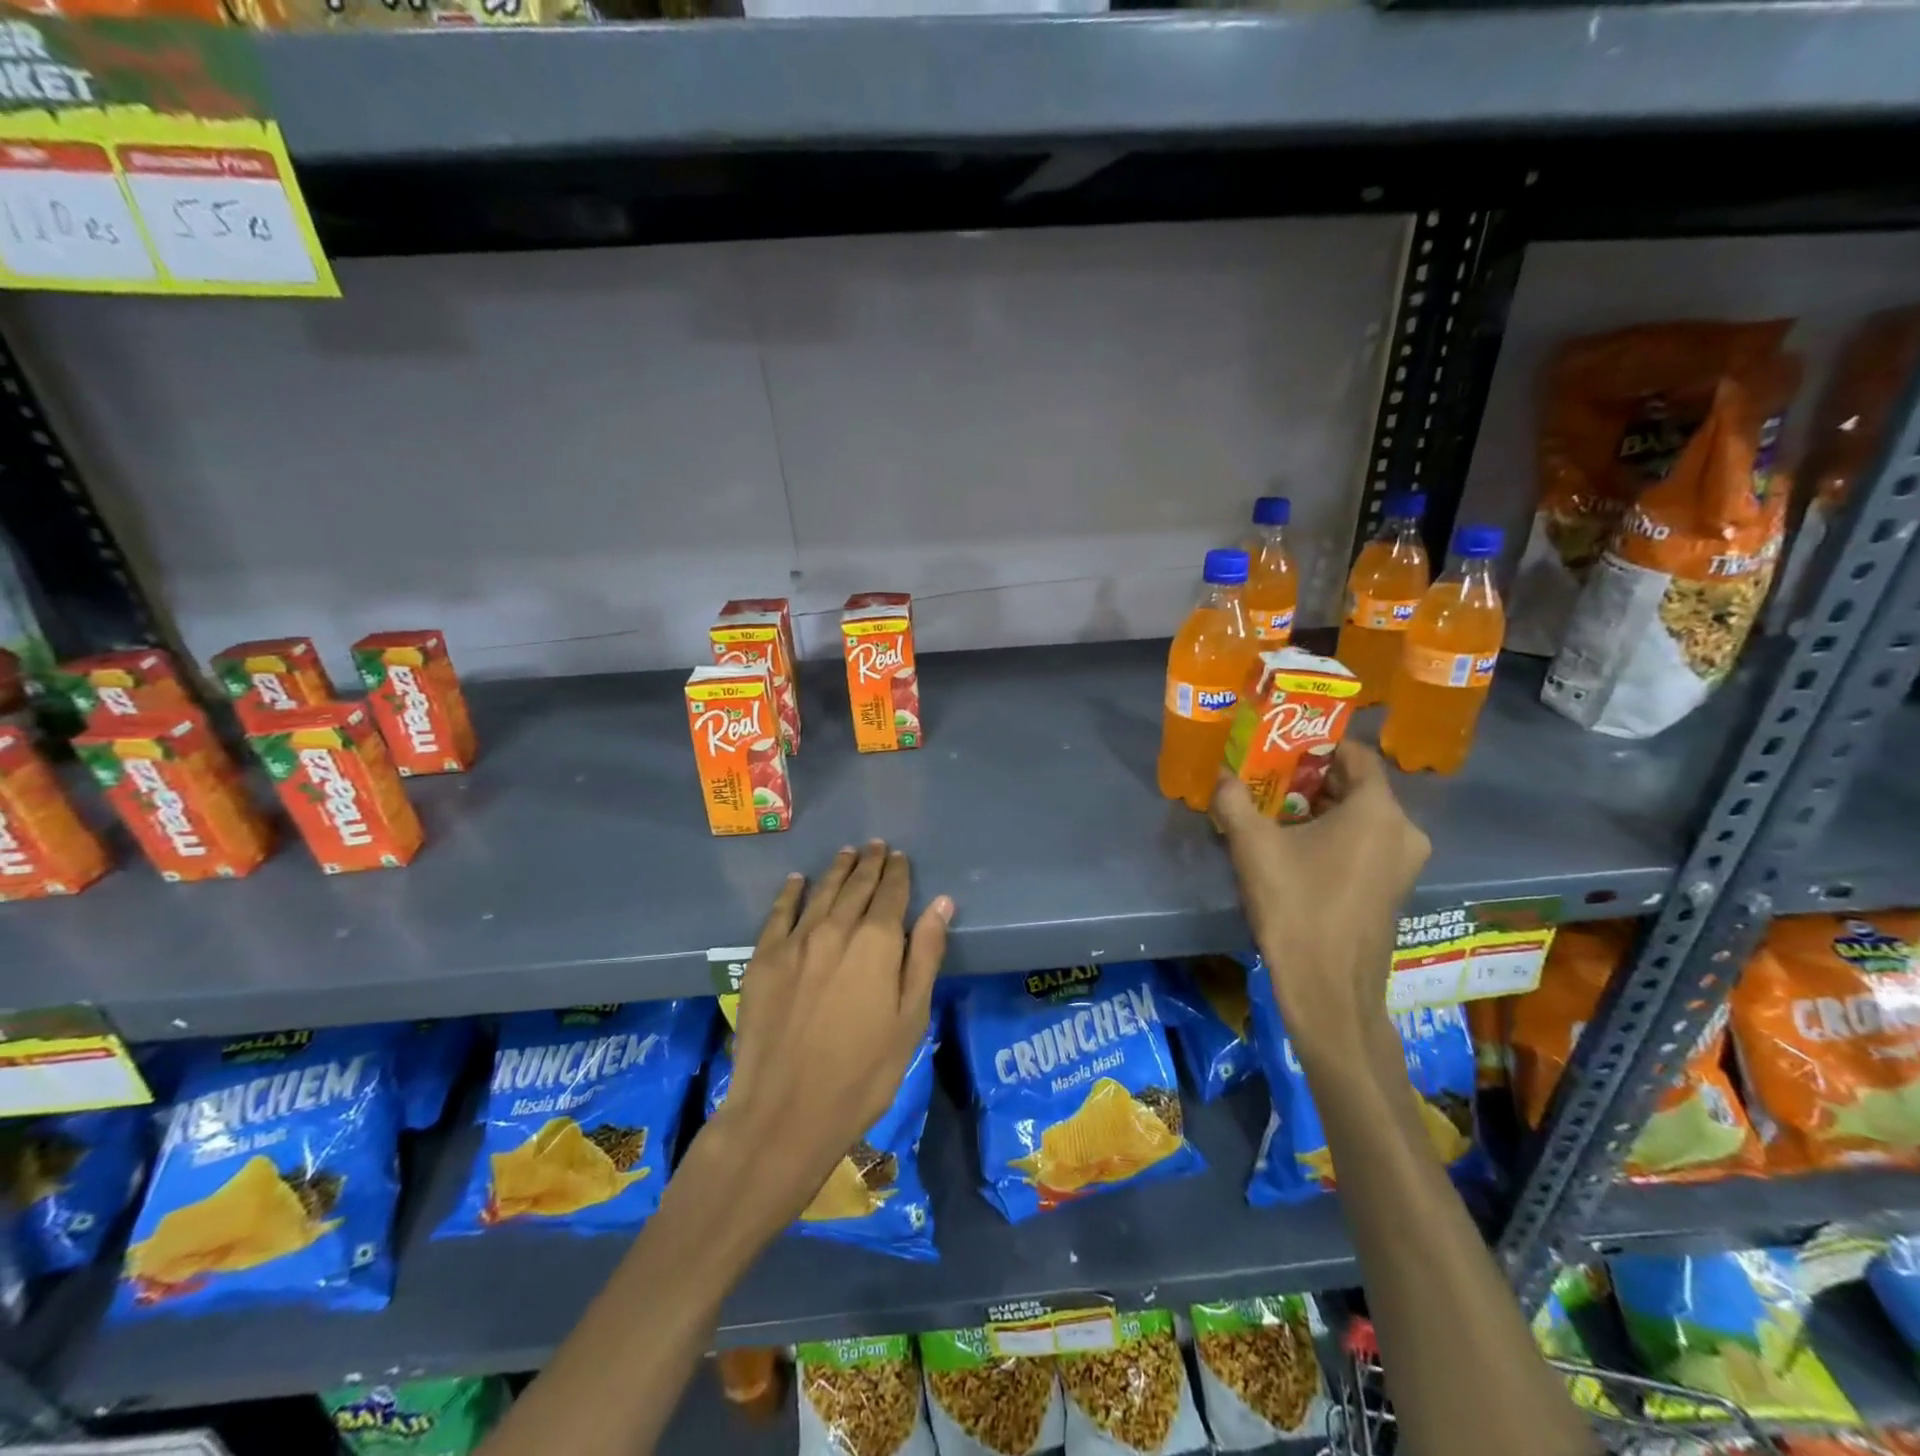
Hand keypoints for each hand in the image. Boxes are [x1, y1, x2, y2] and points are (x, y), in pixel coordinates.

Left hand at [716, 841, 953, 1224]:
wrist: (784, 1113)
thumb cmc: (862, 1074)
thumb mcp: (910, 1020)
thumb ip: (924, 956)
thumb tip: (942, 904)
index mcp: (875, 943)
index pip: (891, 894)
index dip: (897, 874)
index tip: (900, 858)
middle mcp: (835, 929)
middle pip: (855, 886)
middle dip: (869, 864)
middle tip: (876, 846)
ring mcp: (795, 942)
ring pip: (820, 892)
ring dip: (836, 870)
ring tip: (846, 853)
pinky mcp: (763, 960)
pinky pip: (779, 913)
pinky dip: (790, 893)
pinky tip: (797, 880)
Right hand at [1212, 742, 1428, 1040]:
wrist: (1329, 988)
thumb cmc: (1295, 906)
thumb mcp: (1253, 847)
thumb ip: (1234, 802)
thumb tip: (1218, 774)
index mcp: (1377, 811)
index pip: (1356, 755)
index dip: (1318, 743)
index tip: (1281, 743)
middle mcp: (1403, 830)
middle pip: (1358, 786)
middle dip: (1312, 778)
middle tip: (1269, 776)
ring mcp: (1404, 863)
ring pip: (1363, 817)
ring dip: (1322, 808)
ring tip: (1275, 810)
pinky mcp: (1395, 889)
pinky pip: (1367, 844)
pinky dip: (1337, 835)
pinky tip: (1298, 847)